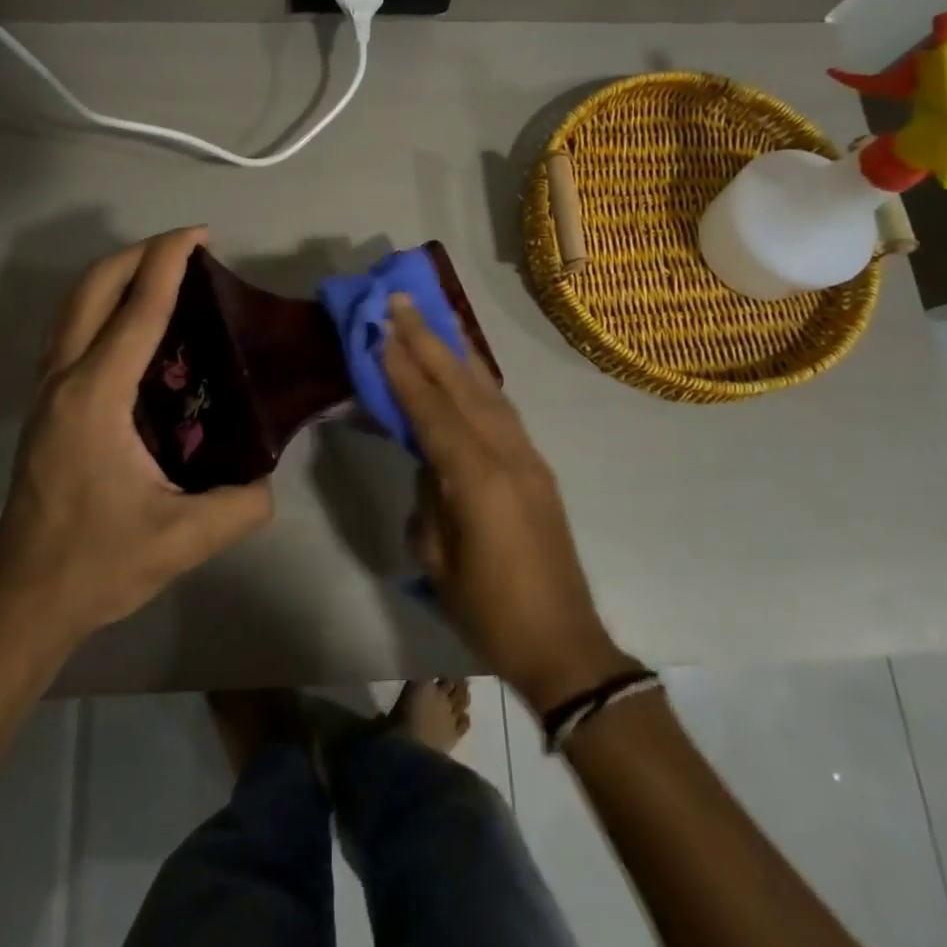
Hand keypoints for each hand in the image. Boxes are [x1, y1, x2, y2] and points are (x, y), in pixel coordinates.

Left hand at [0, 228, 272, 645]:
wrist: (25, 601)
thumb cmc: (98, 563)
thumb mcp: (183, 539)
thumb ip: (241, 504)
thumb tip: (268, 476)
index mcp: (96, 398)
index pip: (137, 312)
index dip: (168, 263)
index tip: (198, 234)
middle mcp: (63, 380)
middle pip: (91, 290)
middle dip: (137, 254)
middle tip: (185, 247)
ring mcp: (46, 391)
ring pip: (72, 306)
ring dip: (114, 275)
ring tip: (161, 272)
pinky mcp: (44, 406)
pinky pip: (70, 331)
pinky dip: (100, 305)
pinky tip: (132, 324)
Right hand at [384, 296, 637, 712]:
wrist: (565, 645)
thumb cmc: (490, 613)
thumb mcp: (438, 561)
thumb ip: (429, 499)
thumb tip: (429, 462)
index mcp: (478, 480)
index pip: (432, 411)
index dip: (404, 370)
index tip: (381, 330)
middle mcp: (508, 455)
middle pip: (462, 386)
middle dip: (428, 341)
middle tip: (401, 301)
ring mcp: (528, 458)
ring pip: (487, 390)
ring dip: (455, 352)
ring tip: (432, 319)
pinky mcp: (538, 467)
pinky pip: (503, 410)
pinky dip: (480, 380)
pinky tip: (467, 367)